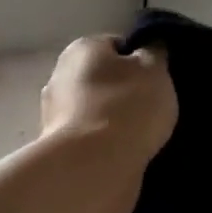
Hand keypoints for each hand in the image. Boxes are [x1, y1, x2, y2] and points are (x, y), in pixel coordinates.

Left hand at [40, 36, 177, 165]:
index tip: (158, 79)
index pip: (117, 45)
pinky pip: (90, 138)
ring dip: (114, 119)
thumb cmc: (127, 107)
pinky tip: (125, 153)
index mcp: (82, 48)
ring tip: (143, 135)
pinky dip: (105, 143)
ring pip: (95, 109)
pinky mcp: (57, 148)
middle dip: (125, 90)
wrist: (94, 168)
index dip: (141, 60)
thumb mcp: (154, 70)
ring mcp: (53, 114)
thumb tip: (148, 46)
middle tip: (154, 107)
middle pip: (103, 78)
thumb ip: (154, 52)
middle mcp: (60, 75)